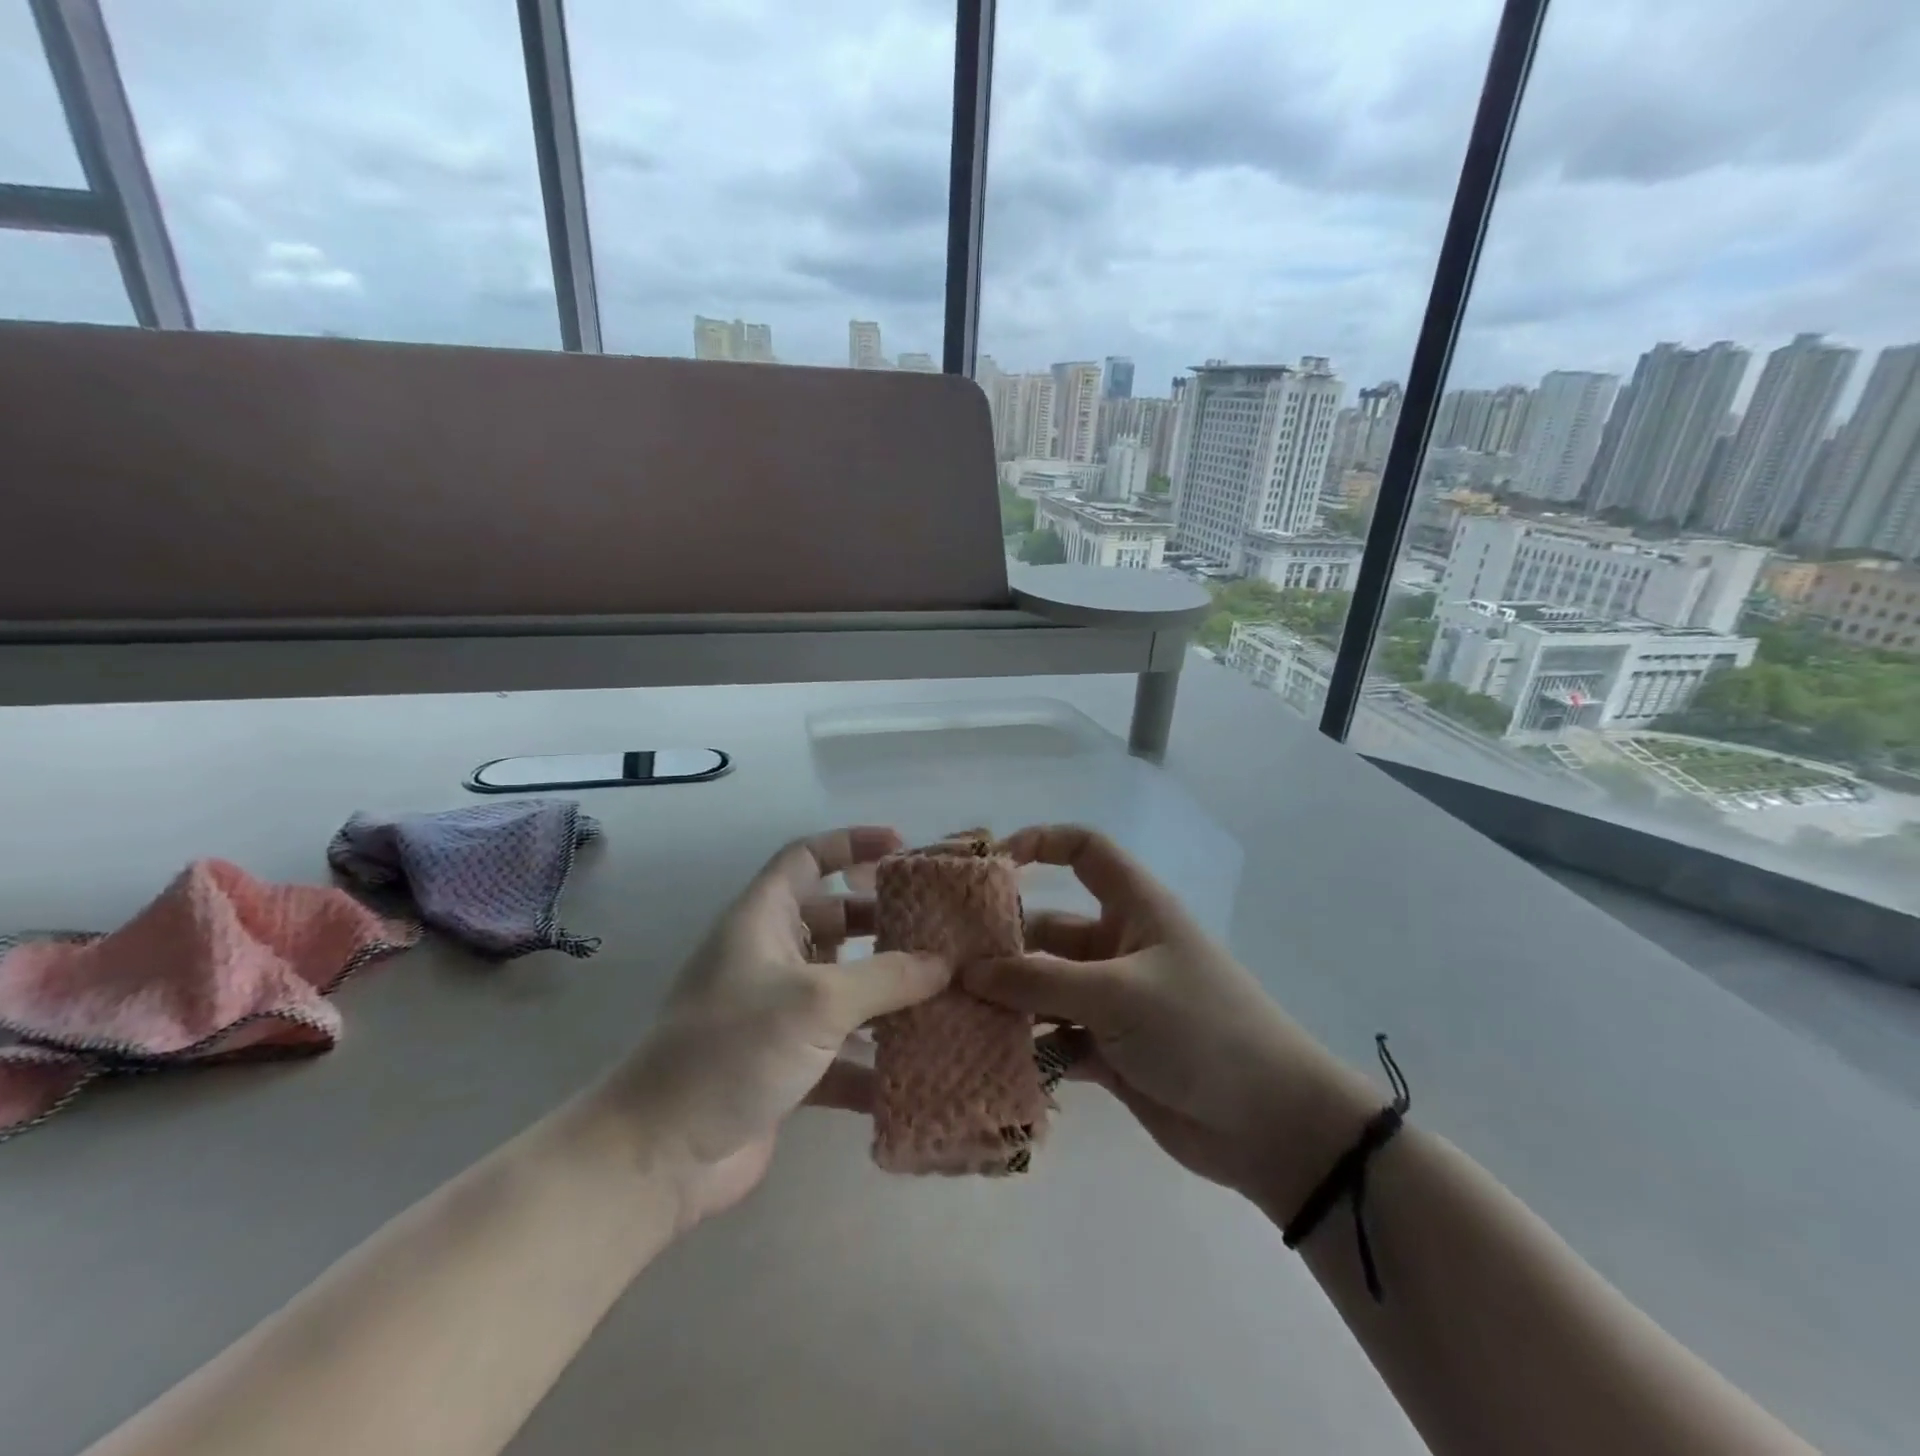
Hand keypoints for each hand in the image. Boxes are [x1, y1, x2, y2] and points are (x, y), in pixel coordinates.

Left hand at [608, 826, 948, 1229]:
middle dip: (883, 922)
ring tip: (945, 993)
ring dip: (887, 992)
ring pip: (843, 987)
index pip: (806, 857)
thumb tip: (944, 962)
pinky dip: (874, 1057)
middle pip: (834, 920)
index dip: (851, 843)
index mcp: (762, 919)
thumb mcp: (816, 1001)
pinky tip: (921, 1069)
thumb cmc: (732, 1049)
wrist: (660, 1156)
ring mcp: (778, 1013)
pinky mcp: (788, 1066)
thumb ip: (886, 978)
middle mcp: (770, 957)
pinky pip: (842, 1049)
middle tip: (938, 929)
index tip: (902, 847)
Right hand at [963, 825, 1377, 1219]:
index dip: (1040, 843)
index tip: (989, 864)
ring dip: (1008, 1002)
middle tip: (946, 966)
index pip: (1085, 851)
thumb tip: (968, 971)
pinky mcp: (1109, 1051)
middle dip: (1003, 945)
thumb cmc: (1199, 1030)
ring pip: (1045, 989)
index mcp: (1134, 908)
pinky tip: (987, 1060)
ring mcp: (1113, 1001)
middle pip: (1049, 929)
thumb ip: (1039, 981)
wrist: (1271, 1126)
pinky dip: (1028, 1048)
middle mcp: (1119, 946)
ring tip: (954, 1016)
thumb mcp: (1117, 994)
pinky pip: (1055, 1038)